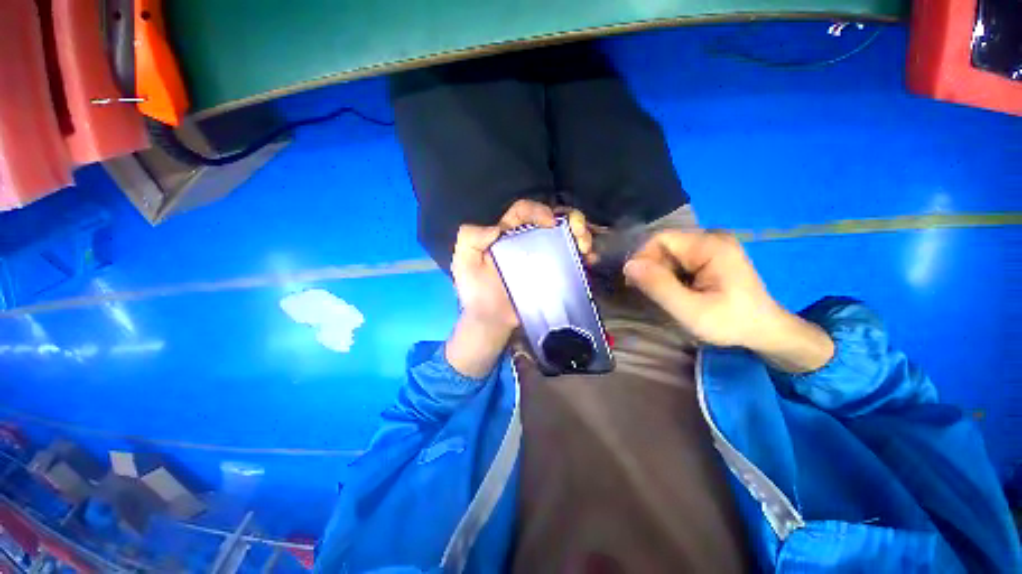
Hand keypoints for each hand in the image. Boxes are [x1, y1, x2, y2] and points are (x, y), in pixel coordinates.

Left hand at [446, 200, 594, 377]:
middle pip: (553, 220)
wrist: (490, 320)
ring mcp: (542, 256)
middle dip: (571, 220)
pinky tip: (589, 260)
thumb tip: (497, 227)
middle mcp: (527, 240)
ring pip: (566, 236)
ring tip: (586, 247)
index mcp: (506, 233)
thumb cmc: (476, 291)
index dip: (538, 210)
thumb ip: (470, 238)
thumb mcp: (463, 262)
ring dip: (581, 235)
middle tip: (579, 233)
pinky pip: (571, 259)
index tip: (550, 223)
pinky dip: (583, 255)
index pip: (524, 211)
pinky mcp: (552, 273)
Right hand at [623, 230, 832, 371]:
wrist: (764, 331)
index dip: (642, 258)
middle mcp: (711, 237)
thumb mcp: (690, 310)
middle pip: (664, 245)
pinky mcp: (711, 254)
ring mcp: (712, 245)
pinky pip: (678, 258)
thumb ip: (659, 286)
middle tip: (650, 294)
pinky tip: (675, 290)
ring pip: (669, 253)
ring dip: (660, 273)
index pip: (660, 239)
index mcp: (710, 246)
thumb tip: (628, 266)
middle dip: (652, 268)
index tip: (635, 283)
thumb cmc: (730, 322)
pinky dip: (670, 274)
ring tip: (664, 295)